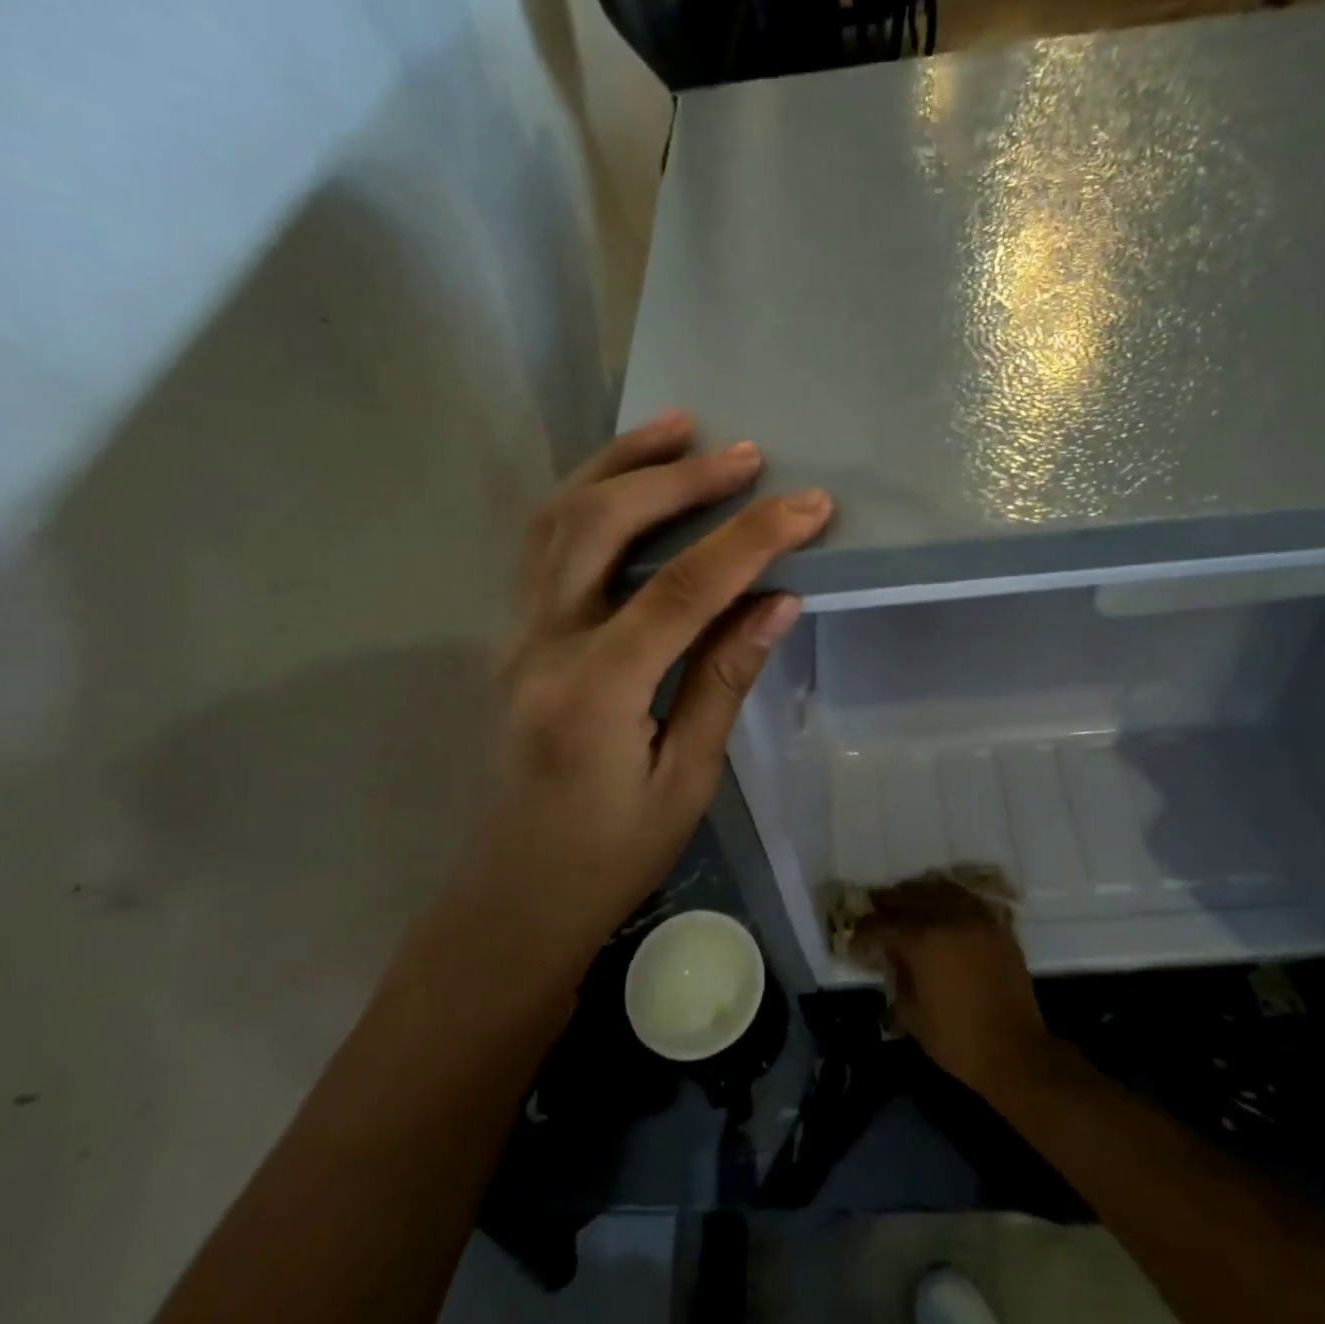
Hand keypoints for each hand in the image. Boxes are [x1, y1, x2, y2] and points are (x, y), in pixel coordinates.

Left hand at [465, 410, 830, 965]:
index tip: (809, 506)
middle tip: (745, 453)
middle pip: (601, 526)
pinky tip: (628, 481)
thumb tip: (778, 601)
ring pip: (556, 519)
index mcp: (593, 694)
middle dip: (679, 480)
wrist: (518, 895)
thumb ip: (723, 681)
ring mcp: (516, 636)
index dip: (750, 540)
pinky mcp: (515, 637)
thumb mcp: (686, 780)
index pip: (680, 592)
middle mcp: (542, 647)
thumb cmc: (611, 856)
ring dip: (619, 465)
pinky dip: (588, 496)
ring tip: (678, 428)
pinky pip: (545, 546)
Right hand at [853, 875, 1054, 1096]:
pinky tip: (942, 907)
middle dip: (888, 902)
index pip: (883, 924)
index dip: (865, 929)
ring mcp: (975, 918)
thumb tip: (893, 954)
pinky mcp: (997, 926)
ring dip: (918, 893)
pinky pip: (967, 899)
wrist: (1015, 1051)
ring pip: (939, 889)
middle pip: (909, 896)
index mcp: (922, 941)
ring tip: (907, 901)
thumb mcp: (911, 1013)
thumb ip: (897, 975)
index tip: (856, 936)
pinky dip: (949, 898)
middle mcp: (947, 918)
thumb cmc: (957, 1040)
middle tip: (875, 907)